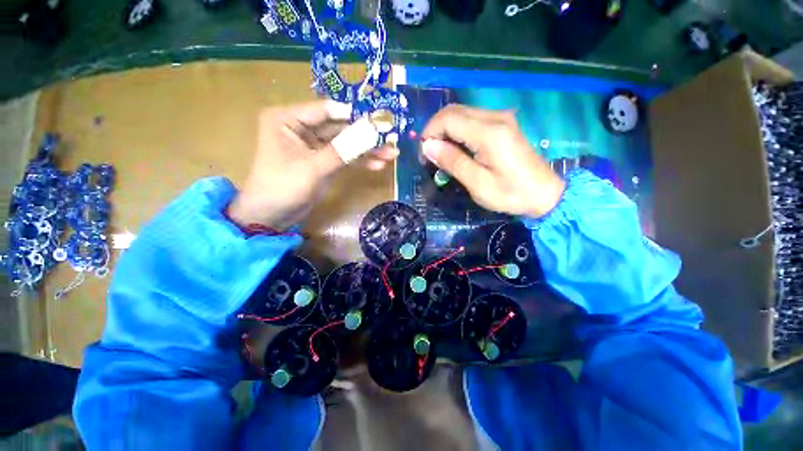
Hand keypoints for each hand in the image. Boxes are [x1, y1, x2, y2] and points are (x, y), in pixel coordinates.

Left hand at [228, 101, 396, 229]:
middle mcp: (301, 128)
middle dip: (366, 136)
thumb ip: (343, 150)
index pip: (327, 110)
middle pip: (340, 128)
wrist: (272, 216)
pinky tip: (378, 165)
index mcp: (288, 119)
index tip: (379, 120)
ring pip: (346, 144)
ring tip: (392, 154)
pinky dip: (360, 161)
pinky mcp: (323, 162)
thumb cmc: (283, 187)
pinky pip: (345, 157)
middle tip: (391, 138)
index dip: (354, 115)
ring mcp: (314, 146)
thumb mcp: (313, 168)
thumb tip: (371, 133)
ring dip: (367, 150)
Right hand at [421, 105, 564, 217]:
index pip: (448, 119)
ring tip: (441, 154)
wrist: (543, 193)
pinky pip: (471, 119)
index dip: (430, 133)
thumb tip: (428, 146)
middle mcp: (495, 117)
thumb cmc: (510, 193)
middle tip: (430, 154)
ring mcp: (500, 118)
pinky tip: (457, 148)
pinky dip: (457, 130)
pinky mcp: (502, 123)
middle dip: (435, 130)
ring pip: (461, 113)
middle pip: (453, 111)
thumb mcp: (478, 184)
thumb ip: (453, 162)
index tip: (425, 155)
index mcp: (489, 133)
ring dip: (445, 130)